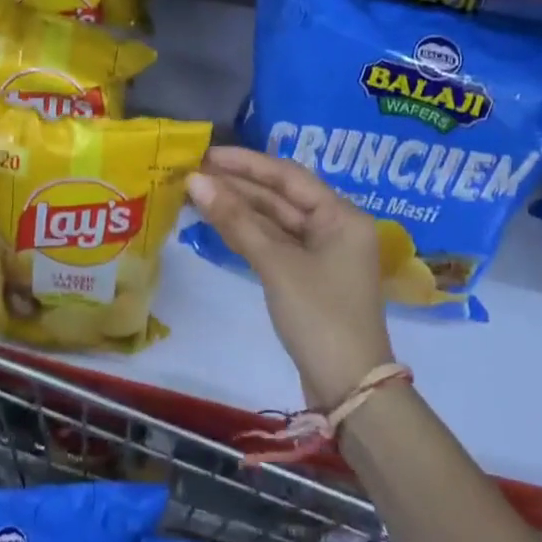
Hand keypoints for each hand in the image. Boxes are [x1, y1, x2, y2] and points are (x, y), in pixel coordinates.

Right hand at [186, 147, 393, 407]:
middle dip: (238, 185)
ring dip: (238, 209)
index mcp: (341, 216)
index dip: (246, 163)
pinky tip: (216, 222)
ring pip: (274, 221)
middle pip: (280, 197)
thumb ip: (236, 220)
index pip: (288, 176)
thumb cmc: (320, 316)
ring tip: (195, 193)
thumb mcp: (276, 264)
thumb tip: (195, 182)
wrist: (348, 388)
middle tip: (193, 172)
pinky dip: (246, 234)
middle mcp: (334, 227)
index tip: (208, 154)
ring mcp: (320, 254)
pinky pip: (273, 244)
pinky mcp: (306, 277)